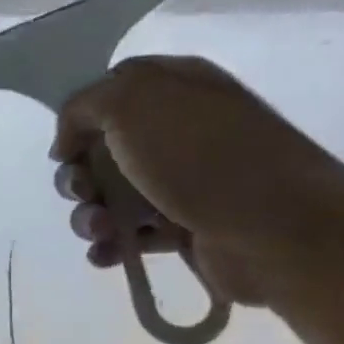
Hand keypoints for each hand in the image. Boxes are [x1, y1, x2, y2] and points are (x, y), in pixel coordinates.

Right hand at [49, 56, 343, 308]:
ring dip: (90, 215)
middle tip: (82, 192)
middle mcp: (180, 130)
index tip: (66, 148)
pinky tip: (106, 254)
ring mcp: (185, 182)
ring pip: (113, 197)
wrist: (276, 228)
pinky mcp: (186, 228)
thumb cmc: (201, 156)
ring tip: (98, 231)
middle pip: (104, 150)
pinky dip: (112, 245)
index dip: (79, 119)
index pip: (111, 92)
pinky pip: (134, 235)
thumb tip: (67, 144)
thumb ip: (83, 107)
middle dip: (78, 175)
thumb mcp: (131, 102)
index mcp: (175, 88)